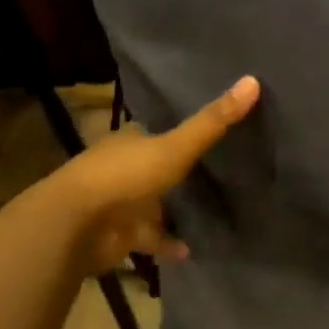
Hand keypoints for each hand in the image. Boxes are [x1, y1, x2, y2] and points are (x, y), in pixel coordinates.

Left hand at [54, 75, 259, 267]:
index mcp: (130, 140)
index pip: (156, 131)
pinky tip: (193, 248)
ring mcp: (120, 204)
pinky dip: (168, 243)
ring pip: (152, 203)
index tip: (206, 131)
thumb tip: (253, 80)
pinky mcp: (120, 235)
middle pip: (155, 166)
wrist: (75, 226)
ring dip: (173, 209)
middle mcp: (123, 168)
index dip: (178, 131)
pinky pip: (151, 238)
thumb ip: (213, 121)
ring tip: (212, 209)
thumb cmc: (125, 176)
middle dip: (177, 170)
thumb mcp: (177, 145)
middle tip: (216, 170)